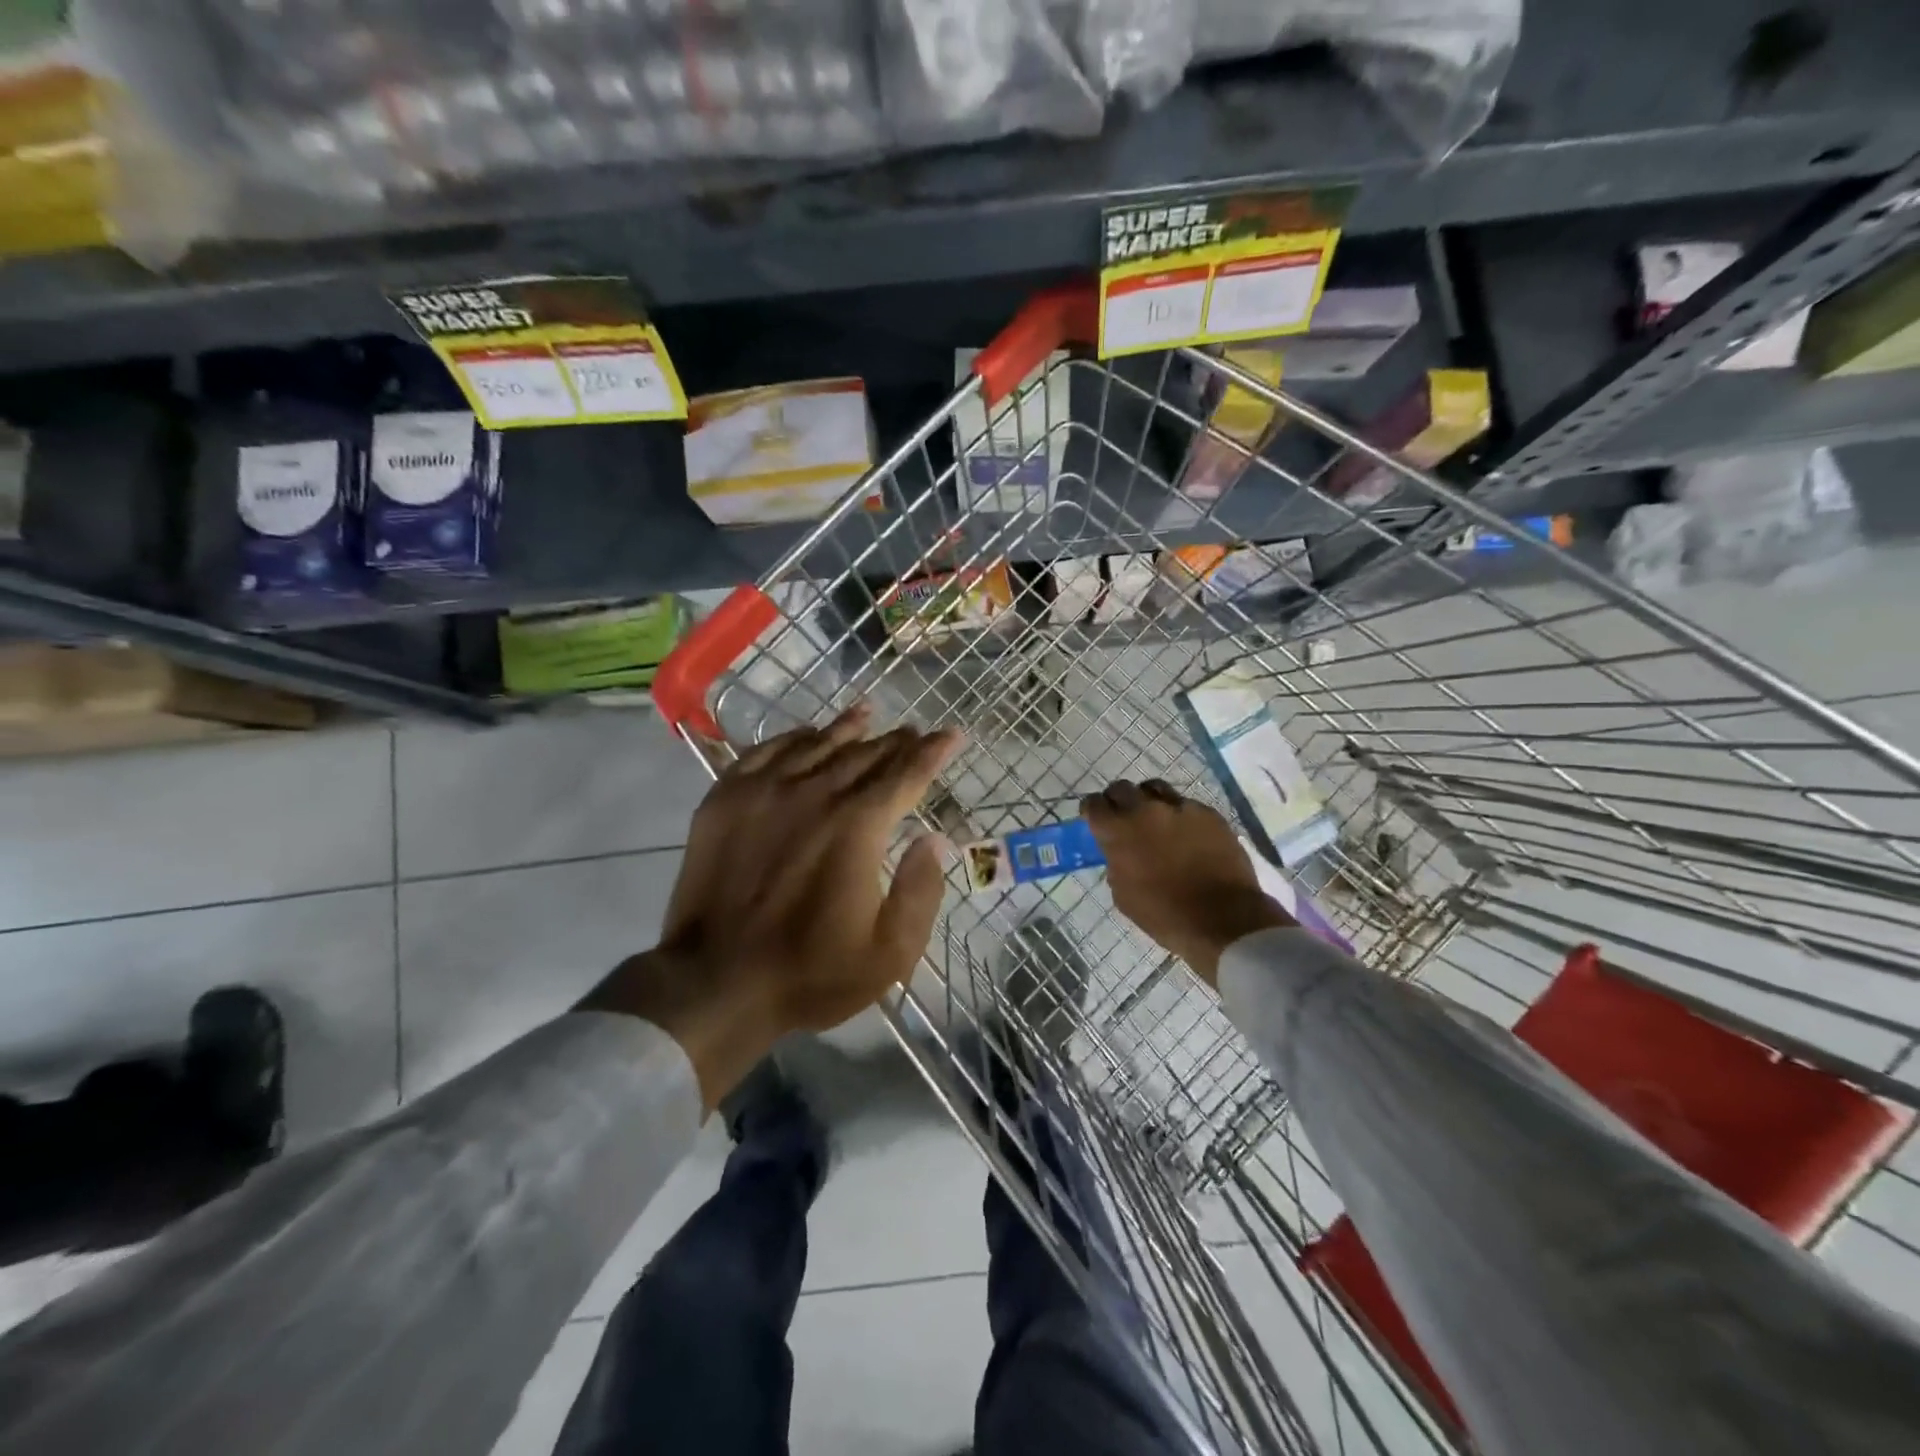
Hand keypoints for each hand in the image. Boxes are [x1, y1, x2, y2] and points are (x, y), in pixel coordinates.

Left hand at [585, 703, 962, 1106]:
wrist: (715, 983)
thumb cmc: (810, 973)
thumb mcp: (889, 952)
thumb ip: (921, 891)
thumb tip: (935, 840)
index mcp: (857, 827)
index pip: (906, 775)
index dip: (933, 753)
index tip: (951, 734)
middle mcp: (814, 794)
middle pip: (865, 755)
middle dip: (896, 742)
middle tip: (914, 732)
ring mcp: (765, 791)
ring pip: (817, 744)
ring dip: (848, 728)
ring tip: (867, 713)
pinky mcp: (726, 799)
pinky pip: (766, 752)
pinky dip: (794, 738)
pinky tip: (806, 735)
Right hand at [1082, 780, 1293, 986]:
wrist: (1223, 920)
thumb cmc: (1165, 915)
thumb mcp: (1124, 895)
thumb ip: (1116, 863)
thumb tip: (1119, 852)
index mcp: (1119, 832)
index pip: (1093, 804)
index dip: (1092, 811)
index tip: (1096, 820)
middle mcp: (1145, 810)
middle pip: (1122, 788)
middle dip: (1118, 801)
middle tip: (1123, 818)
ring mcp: (1180, 808)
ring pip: (1155, 788)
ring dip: (1148, 800)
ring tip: (1155, 818)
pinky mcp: (1208, 813)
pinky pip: (1186, 805)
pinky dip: (1179, 815)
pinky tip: (1186, 834)